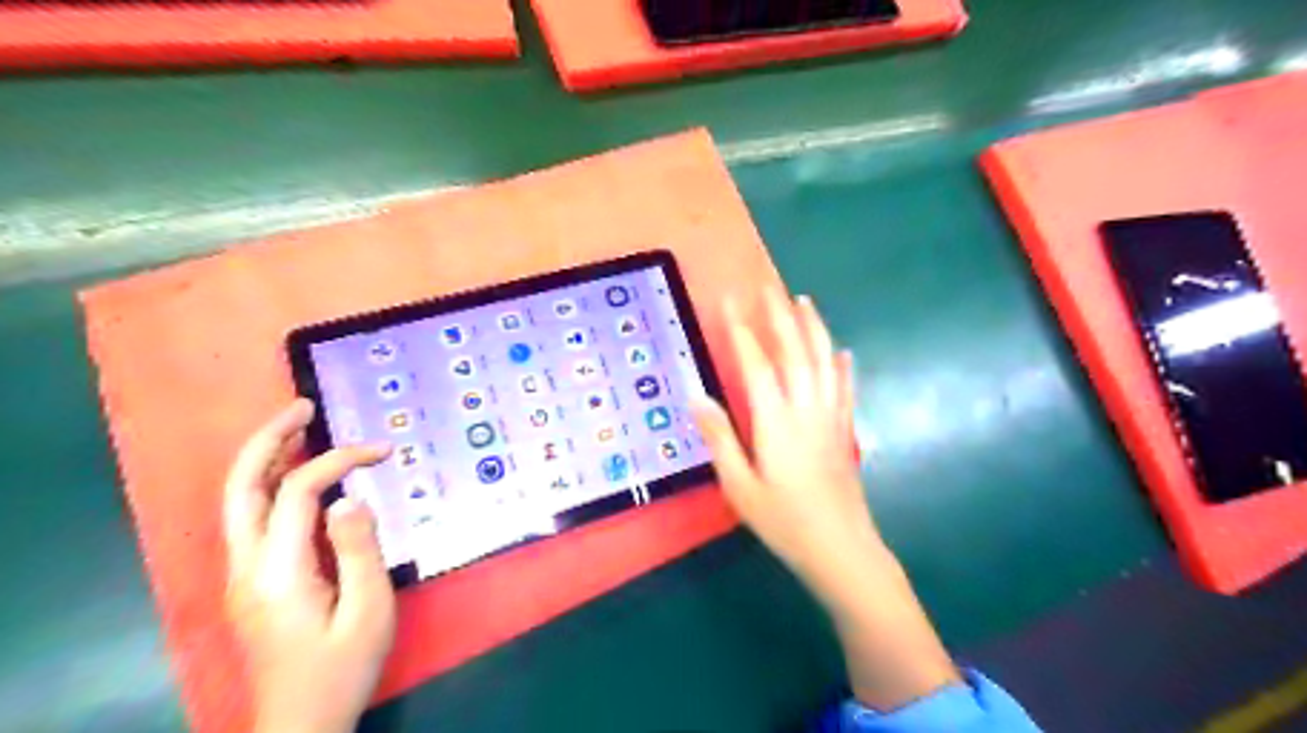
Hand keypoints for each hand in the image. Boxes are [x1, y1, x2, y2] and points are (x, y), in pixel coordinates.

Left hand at [224, 400, 393, 731]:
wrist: (301, 722)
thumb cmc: (343, 667)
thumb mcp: (368, 610)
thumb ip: (358, 550)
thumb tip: (349, 498)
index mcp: (277, 572)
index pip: (298, 492)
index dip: (339, 461)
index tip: (382, 452)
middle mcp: (247, 566)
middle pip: (241, 487)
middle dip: (268, 440)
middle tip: (303, 408)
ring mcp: (242, 575)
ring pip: (239, 501)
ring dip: (265, 458)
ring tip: (298, 427)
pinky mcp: (252, 582)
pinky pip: (254, 518)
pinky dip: (272, 484)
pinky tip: (298, 475)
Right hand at [694, 290, 957, 709]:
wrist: (841, 549)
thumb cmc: (784, 521)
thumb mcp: (739, 486)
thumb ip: (719, 439)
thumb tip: (696, 397)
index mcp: (776, 421)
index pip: (757, 364)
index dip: (743, 330)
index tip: (731, 300)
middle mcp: (806, 409)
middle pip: (795, 352)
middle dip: (779, 315)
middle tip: (767, 285)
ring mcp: (831, 417)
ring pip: (823, 361)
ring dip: (813, 328)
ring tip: (803, 300)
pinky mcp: (846, 430)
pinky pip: (845, 388)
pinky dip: (842, 365)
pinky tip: (842, 351)